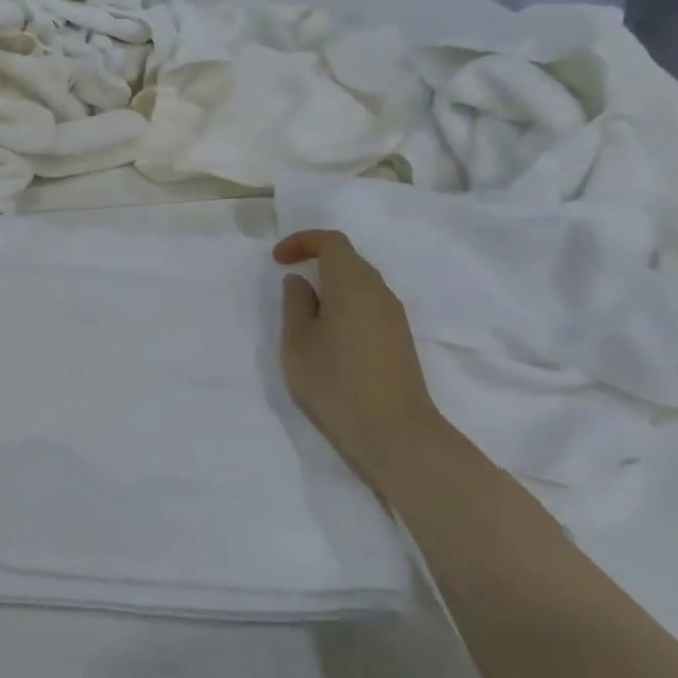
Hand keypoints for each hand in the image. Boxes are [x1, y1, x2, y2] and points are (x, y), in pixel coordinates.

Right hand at [274, 229, 453, 490]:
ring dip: (332, 285)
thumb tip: (300, 282)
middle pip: (349, 259)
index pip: (332, 242)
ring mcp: (394, 317)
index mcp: (352, 284)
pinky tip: (329, 334)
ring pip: (360, 284)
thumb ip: (295, 304)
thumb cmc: (335, 383)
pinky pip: (369, 305)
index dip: (302, 242)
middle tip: (288, 281)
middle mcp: (379, 292)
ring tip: (305, 311)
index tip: (278, 261)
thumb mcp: (297, 342)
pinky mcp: (399, 340)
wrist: (395, 435)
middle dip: (316, 261)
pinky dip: (345, 304)